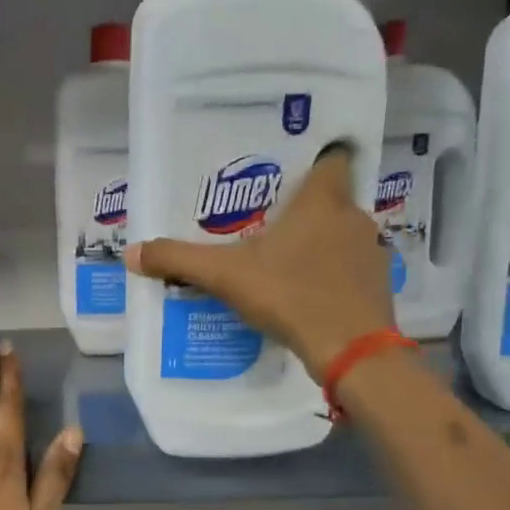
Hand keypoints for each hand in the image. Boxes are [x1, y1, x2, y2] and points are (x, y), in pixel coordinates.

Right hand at [125, 147, 394, 379]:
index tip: (288, 172)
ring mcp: (370, 251)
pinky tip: (305, 292)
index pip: (331, 160)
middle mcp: (353, 217)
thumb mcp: (225, 276)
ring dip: (317, 242)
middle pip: (330, 199)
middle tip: (267, 221)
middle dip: (302, 209)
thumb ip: (179, 260)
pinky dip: (331, 273)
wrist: (350, 349)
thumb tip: (132, 253)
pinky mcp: (377, 284)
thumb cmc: (290, 295)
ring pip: (340, 234)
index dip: (313, 160)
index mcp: (322, 201)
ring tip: (282, 259)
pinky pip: (350, 267)